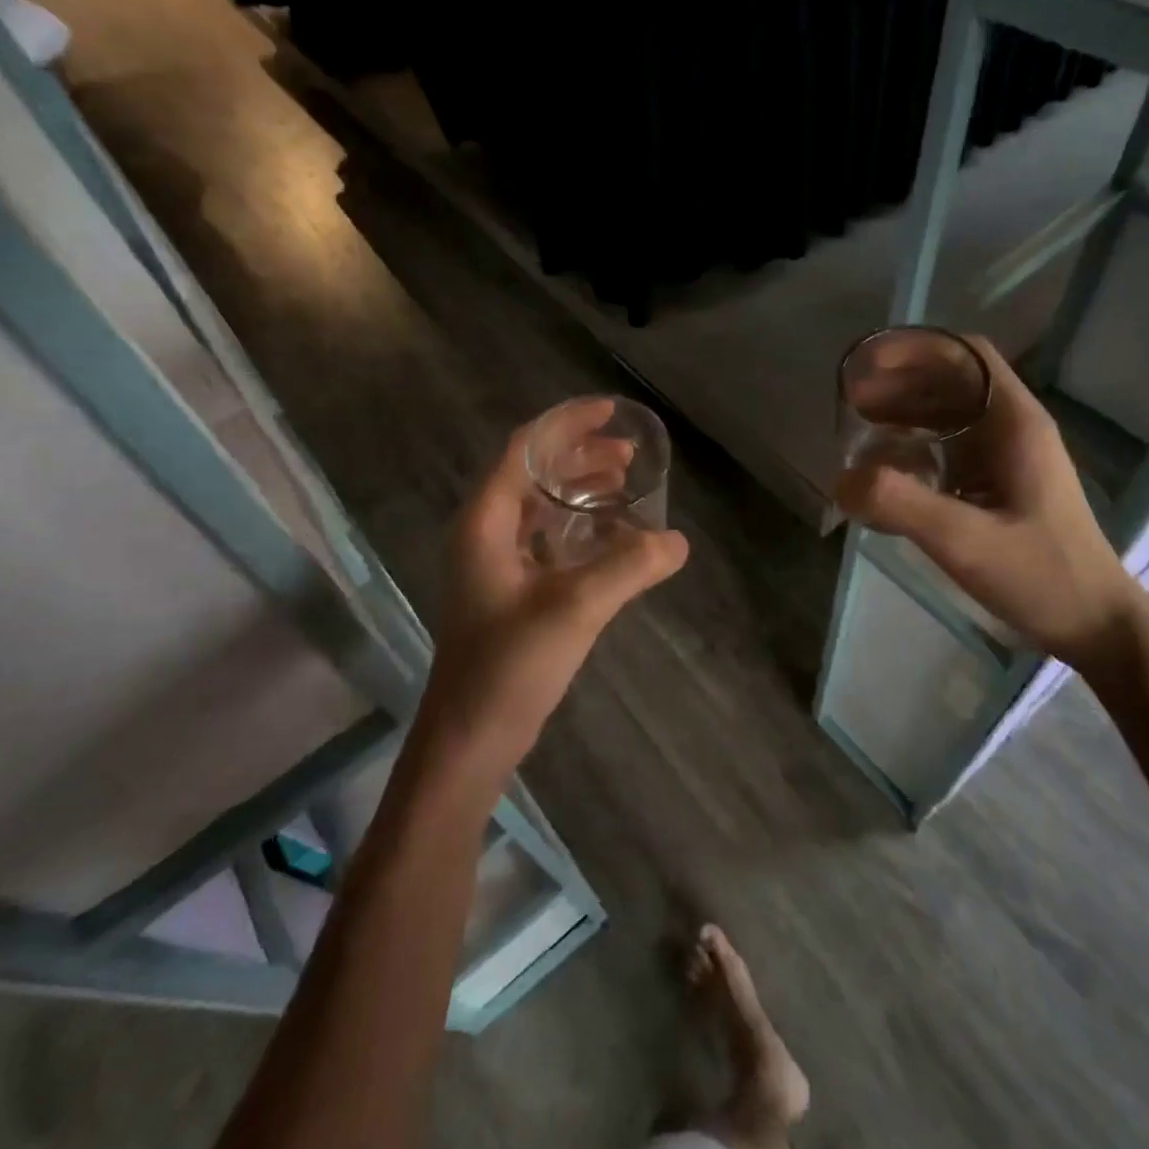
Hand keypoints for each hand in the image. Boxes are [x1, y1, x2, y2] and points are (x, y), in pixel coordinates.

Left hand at [421, 403, 688, 771]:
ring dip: (580, 488)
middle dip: (580, 455)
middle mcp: (485, 531)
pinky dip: (579, 525)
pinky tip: (612, 536)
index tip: (611, 411)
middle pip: (533, 472)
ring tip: (626, 484)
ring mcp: (495, 562)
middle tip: (629, 454)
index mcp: (485, 520)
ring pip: (541, 505)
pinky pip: (546, 537)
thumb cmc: (509, 664)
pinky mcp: (509, 589)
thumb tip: (677, 540)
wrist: (471, 737)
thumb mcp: (575, 607)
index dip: (567, 423)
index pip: (524, 448)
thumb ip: (628, 567)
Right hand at [834, 336, 1143, 668]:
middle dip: (899, 383)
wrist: (1095, 627)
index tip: (868, 367)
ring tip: (860, 431)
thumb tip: (841, 479)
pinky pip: (949, 448)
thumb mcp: (965, 541)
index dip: (915, 350)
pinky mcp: (999, 485)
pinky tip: (888, 472)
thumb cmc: (1041, 576)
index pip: (966, 356)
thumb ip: (900, 505)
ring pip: (949, 415)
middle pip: (951, 381)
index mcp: (1016, 424)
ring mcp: (1007, 458)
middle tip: (851, 404)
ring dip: (905, 414)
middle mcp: (1013, 429)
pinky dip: (914, 447)